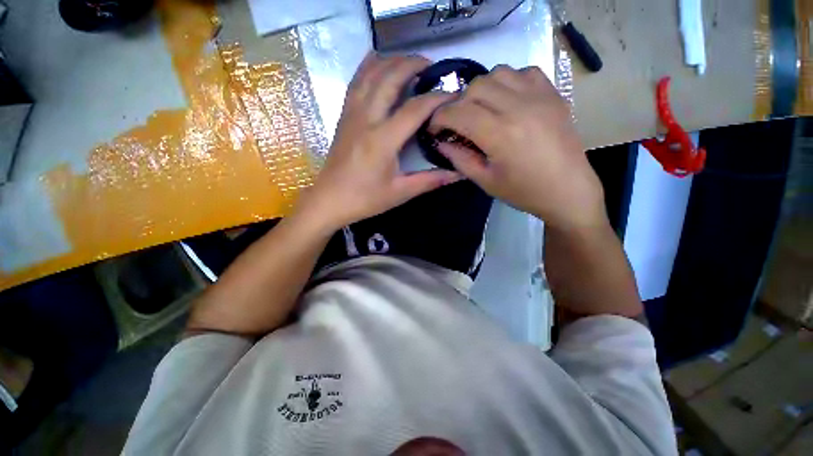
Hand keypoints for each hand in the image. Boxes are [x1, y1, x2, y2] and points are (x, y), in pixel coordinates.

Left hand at [296, 53, 460, 231]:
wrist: (330, 199)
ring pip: (370, 74)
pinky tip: (376, 58)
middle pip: (390, 78)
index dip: (437, 98)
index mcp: (383, 140)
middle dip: (413, 65)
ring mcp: (352, 114)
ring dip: (392, 61)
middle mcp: (366, 119)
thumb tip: (458, 174)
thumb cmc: (365, 199)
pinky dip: (367, 66)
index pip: (414, 109)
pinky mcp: (344, 116)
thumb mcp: (401, 192)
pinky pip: (355, 82)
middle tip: (432, 66)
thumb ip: (430, 180)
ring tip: (410, 61)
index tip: (453, 95)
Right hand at [430, 65, 605, 230]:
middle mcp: (518, 107)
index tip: (434, 128)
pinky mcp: (553, 93)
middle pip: (475, 87)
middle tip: (458, 122)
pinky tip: (507, 101)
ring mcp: (539, 96)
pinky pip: (523, 72)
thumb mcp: (485, 181)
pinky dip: (508, 82)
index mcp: (500, 134)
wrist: (568, 189)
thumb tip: (441, 142)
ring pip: (498, 73)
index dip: (439, 118)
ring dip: (482, 90)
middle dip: (458, 103)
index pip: (458, 112)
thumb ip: (459, 159)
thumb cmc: (524, 191)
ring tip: (481, 110)